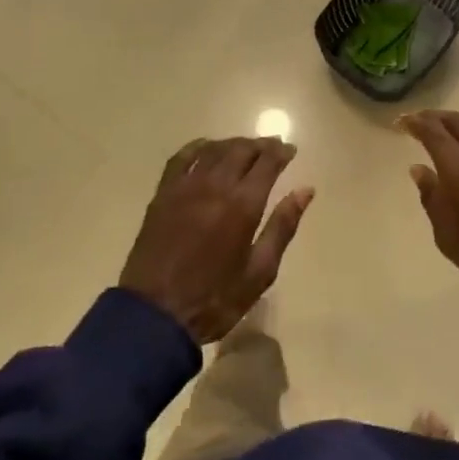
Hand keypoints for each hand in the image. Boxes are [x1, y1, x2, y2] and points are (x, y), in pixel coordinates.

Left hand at [120, 138, 314, 344]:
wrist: (153, 315)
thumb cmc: (215, 299)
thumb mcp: (259, 271)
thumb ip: (282, 227)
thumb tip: (305, 191)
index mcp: (243, 205)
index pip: (267, 163)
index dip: (281, 152)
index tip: (291, 150)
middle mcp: (215, 186)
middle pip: (241, 150)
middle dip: (261, 145)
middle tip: (273, 148)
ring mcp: (185, 187)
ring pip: (214, 150)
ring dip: (234, 144)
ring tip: (246, 148)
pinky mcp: (163, 194)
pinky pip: (181, 158)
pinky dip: (198, 147)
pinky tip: (207, 147)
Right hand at [400, 111, 458, 324]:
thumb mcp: (448, 236)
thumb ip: (431, 197)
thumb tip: (419, 168)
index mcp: (458, 167)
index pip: (432, 130)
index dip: (415, 122)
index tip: (403, 122)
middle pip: (456, 120)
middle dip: (435, 118)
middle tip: (422, 122)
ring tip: (452, 130)